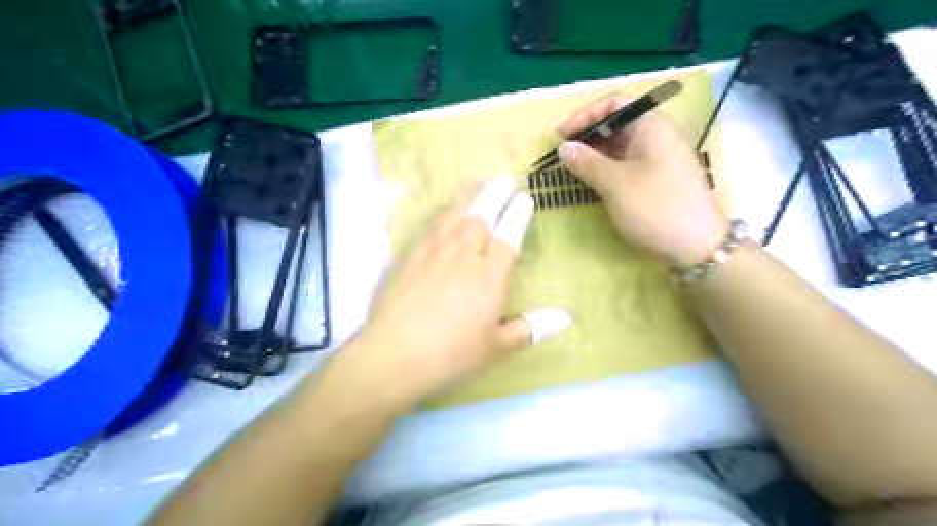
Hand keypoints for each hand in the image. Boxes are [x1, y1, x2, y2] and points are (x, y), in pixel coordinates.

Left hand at [332, 179, 574, 408]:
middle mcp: (463, 255)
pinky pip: (431, 227)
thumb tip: (567, 318)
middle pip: (482, 216)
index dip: (518, 214)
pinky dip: (444, 214)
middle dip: (496, 194)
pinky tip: (445, 214)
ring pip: (455, 215)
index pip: (508, 235)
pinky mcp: (410, 258)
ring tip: (479, 184)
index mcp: (489, 275)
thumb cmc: (452, 354)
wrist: (393, 355)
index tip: (525, 198)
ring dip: (470, 197)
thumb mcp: (497, 347)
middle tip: (505, 178)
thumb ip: (531, 328)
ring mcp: (433, 253)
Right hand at [560, 93, 726, 267]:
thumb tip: (563, 148)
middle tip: (563, 154)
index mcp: (652, 126)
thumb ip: (586, 162)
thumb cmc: (654, 207)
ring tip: (572, 168)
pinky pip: (626, 164)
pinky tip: (591, 180)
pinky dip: (606, 168)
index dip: (584, 115)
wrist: (695, 246)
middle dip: (587, 135)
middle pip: (617, 123)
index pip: (615, 103)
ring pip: (620, 146)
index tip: (561, 135)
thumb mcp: (615, 183)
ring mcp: (658, 158)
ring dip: (594, 154)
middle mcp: (657, 136)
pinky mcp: (656, 179)